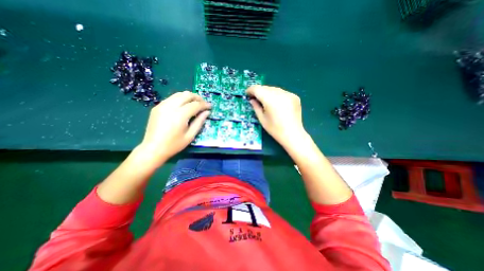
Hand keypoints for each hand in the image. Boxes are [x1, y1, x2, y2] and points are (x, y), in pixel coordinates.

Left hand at [137, 89, 210, 164]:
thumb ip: (199, 122)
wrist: (153, 148)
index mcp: (180, 115)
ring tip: (195, 104)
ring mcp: (162, 105)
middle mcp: (170, 106)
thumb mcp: (190, 135)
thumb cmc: (174, 145)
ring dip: (189, 97)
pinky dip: (180, 99)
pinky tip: (183, 106)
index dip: (204, 104)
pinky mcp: (157, 107)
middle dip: (197, 98)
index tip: (210, 106)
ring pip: (179, 94)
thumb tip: (207, 112)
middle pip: (187, 95)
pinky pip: (171, 98)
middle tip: (203, 104)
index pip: (195, 104)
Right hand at [247, 85, 302, 146]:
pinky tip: (276, 103)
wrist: (293, 135)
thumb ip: (256, 107)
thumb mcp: (262, 119)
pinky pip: (282, 92)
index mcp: (270, 100)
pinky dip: (276, 95)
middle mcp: (280, 94)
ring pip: (274, 89)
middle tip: (255, 98)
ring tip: (265, 100)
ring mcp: (289, 94)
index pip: (257, 89)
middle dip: (259, 91)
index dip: (251, 90)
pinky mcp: (294, 96)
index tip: (247, 94)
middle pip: (266, 87)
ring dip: (267, 92)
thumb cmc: (275, 129)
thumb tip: (252, 100)